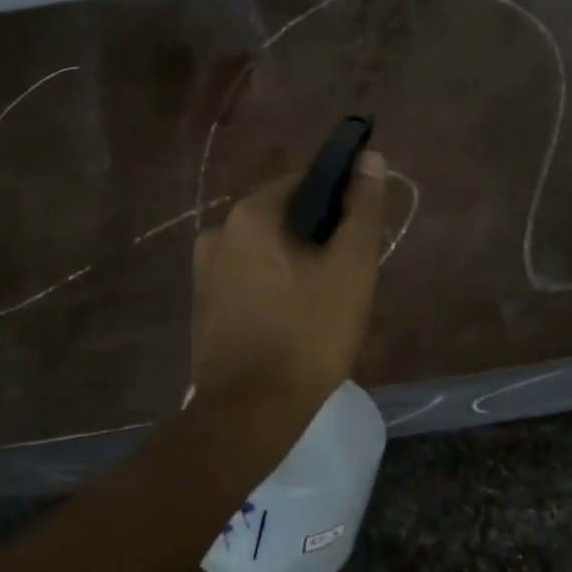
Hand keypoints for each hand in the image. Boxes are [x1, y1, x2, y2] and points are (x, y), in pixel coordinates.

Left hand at [190, 150, 387, 442]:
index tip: (358, 234)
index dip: (338, 200)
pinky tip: (291, 318)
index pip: (304, 182)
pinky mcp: (202, 303)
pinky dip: (271, 284)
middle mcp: (218, 230)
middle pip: (282, 216)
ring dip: (294, 262)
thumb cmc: (308, 335)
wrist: (250, 414)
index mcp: (250, 214)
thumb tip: (370, 157)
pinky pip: (247, 276)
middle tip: (346, 275)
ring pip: (265, 249)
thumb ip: (361, 208)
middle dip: (316, 235)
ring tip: (322, 302)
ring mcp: (204, 269)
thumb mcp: (350, 267)